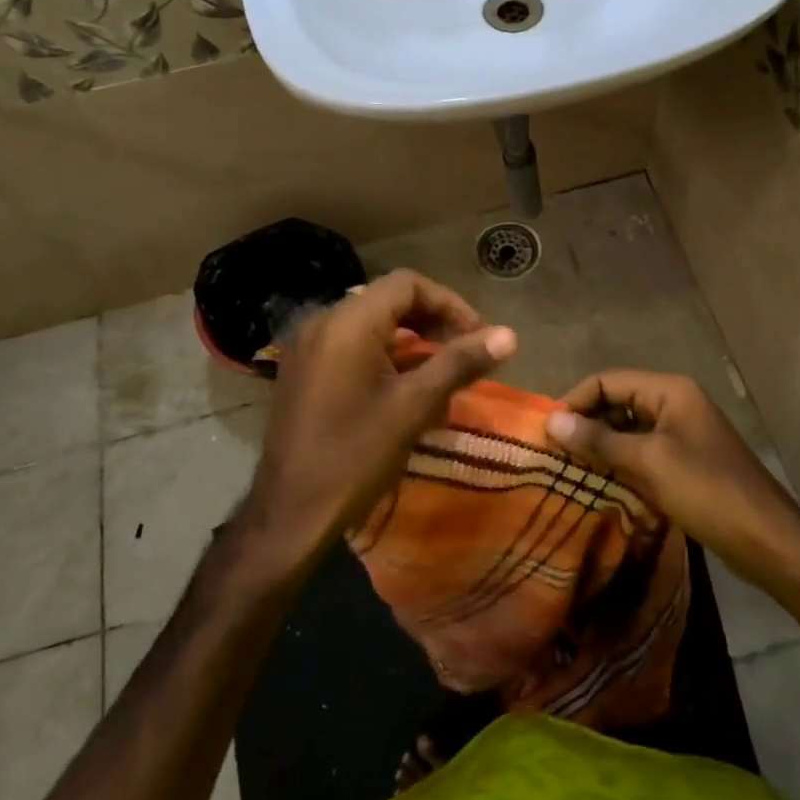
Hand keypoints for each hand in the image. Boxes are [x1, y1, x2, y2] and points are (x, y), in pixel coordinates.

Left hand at [243, 270, 516, 565]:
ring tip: (443, 374)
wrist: (290, 515)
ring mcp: (307, 348)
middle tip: (465, 352)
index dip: (450, 304)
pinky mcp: (303, 372)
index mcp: (347, 323)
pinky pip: (351, 347)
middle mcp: (322, 323)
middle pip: (389, 301)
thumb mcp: (414, 406)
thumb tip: (509, 335)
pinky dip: (385, 357)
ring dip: (412, 342)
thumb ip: (460, 362)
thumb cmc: (356, 456)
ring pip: (371, 325)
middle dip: (433, 322)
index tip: (478, 337)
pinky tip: (407, 391)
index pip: (408, 284)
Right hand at [545, 371, 799, 597]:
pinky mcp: (684, 460)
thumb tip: (552, 421)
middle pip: (617, 402)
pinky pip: (642, 452)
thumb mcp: (648, 463)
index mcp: (669, 390)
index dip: (575, 401)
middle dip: (586, 424)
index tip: (546, 432)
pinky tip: (599, 484)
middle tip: (553, 454)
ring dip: (600, 446)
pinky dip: (619, 463)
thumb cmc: (707, 491)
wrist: (767, 540)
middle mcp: (675, 402)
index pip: (607, 380)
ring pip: (627, 429)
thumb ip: (599, 440)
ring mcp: (681, 432)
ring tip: (569, 471)